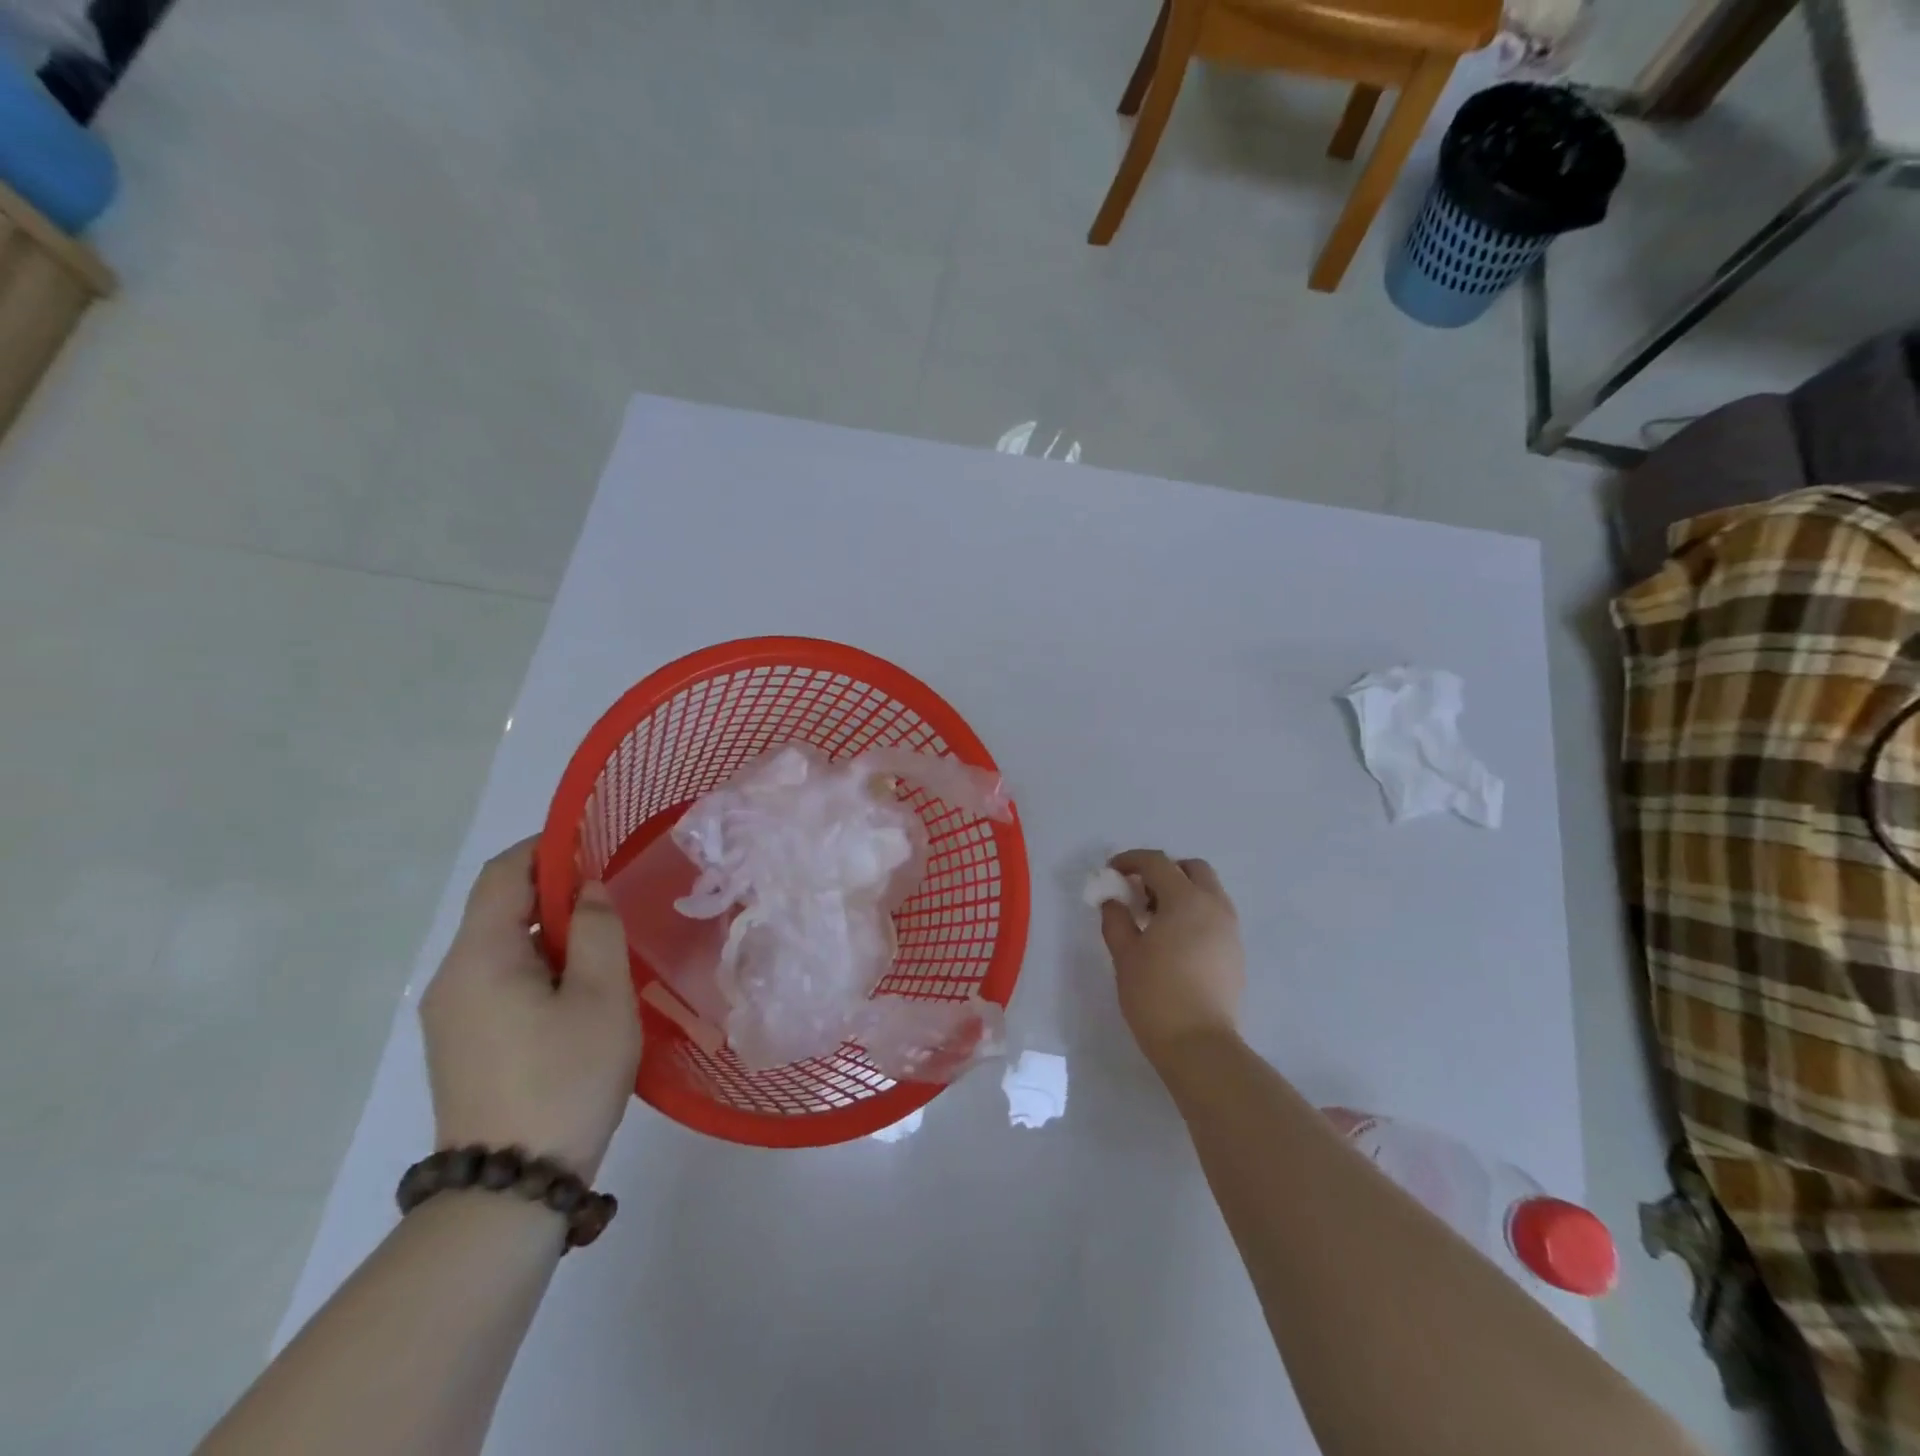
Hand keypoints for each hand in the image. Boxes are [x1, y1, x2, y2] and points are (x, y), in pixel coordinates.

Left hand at [420, 839, 641, 1181]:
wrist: (509, 1188)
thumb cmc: (565, 1078)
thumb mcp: (600, 995)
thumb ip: (595, 929)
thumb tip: (586, 890)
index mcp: (479, 957)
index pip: (503, 874)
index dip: (547, 847)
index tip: (595, 843)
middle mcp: (450, 979)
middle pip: (498, 909)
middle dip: (554, 892)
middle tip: (612, 900)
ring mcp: (450, 1016)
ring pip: (500, 948)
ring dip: (548, 933)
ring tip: (603, 947)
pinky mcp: (461, 1044)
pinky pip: (497, 981)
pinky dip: (537, 966)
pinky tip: (577, 992)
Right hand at [1099, 849, 1245, 1068]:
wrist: (1199, 1045)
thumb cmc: (1155, 994)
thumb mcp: (1125, 954)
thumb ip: (1116, 919)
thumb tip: (1113, 901)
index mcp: (1185, 900)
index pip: (1157, 863)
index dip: (1131, 861)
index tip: (1112, 872)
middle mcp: (1214, 906)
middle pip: (1192, 869)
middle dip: (1164, 871)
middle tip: (1139, 893)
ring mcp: (1230, 930)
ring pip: (1208, 892)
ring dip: (1181, 892)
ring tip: (1154, 920)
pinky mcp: (1236, 953)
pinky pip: (1215, 916)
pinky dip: (1194, 914)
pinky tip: (1174, 941)